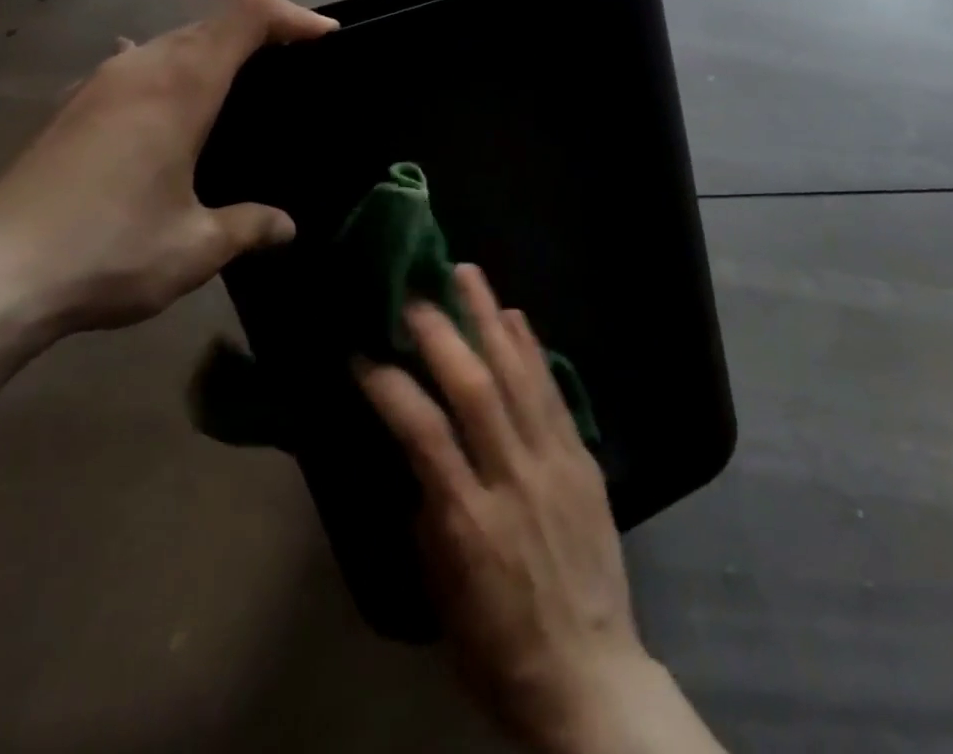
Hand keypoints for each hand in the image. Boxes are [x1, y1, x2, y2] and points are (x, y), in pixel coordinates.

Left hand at [0, 0, 335, 337]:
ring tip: (241, 92)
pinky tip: (169, 111)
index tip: (326, 40)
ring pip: (170, 40)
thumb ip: (250, 227)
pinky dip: (171, 72)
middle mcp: (138, 66)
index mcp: (179, 85)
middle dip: (262, 32)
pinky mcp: (69, 109)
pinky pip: (135, 65)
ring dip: (215, 52)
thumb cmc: (106, 251)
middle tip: (297, 69)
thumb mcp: (196, 247)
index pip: (246, 13)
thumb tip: (285, 227)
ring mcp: (96, 84)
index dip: (293, 15)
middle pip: (211, 21)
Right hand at [356, 265, 654, 752]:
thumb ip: (429, 512)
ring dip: (489, 319)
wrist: (590, 677)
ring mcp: (554, 462)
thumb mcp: (441, 593)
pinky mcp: (582, 458)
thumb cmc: (498, 647)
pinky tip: (515, 317)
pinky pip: (554, 392)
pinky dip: (532, 349)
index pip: (423, 433)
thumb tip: (419, 451)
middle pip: (475, 388)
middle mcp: (513, 478)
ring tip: (467, 274)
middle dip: (441, 332)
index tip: (362, 353)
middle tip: (415, 290)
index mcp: (468, 521)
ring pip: (519, 374)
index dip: (390, 386)